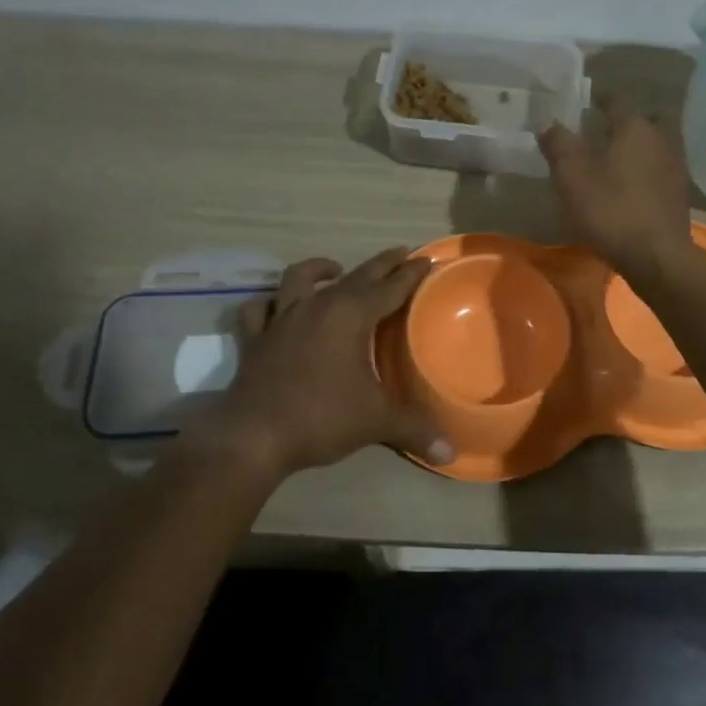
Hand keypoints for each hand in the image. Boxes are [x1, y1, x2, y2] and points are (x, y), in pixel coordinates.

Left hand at [204, 249, 451, 475]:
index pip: (390, 287)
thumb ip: (414, 429)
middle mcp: (317, 306)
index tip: (426, 260)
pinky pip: (259, 309)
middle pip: (355, 275)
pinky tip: (276, 306)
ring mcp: (282, 318)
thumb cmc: (321, 417)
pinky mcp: (255, 338)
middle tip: (400, 254)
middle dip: (381, 264)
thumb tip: (451, 451)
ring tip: (335, 269)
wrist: (254, 435)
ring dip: (319, 269)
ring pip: (300, 278)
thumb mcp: (376, 421)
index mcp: (351, 315)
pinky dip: (268, 303)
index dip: (410, 274)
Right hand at [537, 98, 692, 279]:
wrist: (657, 257)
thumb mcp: (572, 178)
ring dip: (636, 147)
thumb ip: (559, 145)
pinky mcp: (680, 194)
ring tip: (614, 159)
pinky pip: (659, 170)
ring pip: (654, 145)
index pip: (616, 101)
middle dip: (623, 122)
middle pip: (642, 121)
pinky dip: (645, 170)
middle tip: (601, 130)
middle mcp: (661, 139)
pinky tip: (630, 186)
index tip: (586, 102)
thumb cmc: (611, 211)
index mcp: (635, 127)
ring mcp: (676, 167)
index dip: (600, 99)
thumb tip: (547, 122)